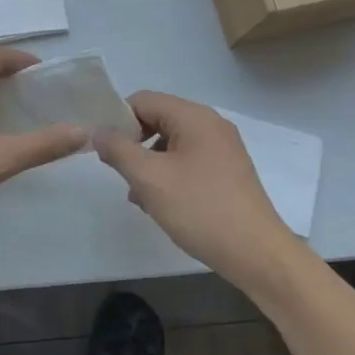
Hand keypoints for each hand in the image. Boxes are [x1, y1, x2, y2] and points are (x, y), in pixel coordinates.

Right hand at [92, 90, 296, 285]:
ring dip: (149, 163)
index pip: (143, 100)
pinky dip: (169, 174)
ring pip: (172, 143)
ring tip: (137, 195)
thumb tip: (99, 131)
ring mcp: (223, 149)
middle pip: (159, 119)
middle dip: (133, 143)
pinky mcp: (228, 172)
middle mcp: (211, 125)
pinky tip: (160, 203)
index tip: (104, 149)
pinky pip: (189, 161)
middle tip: (118, 173)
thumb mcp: (149, 178)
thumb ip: (118, 149)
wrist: (256, 253)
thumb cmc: (199, 209)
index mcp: (194, 117)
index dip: (118, 119)